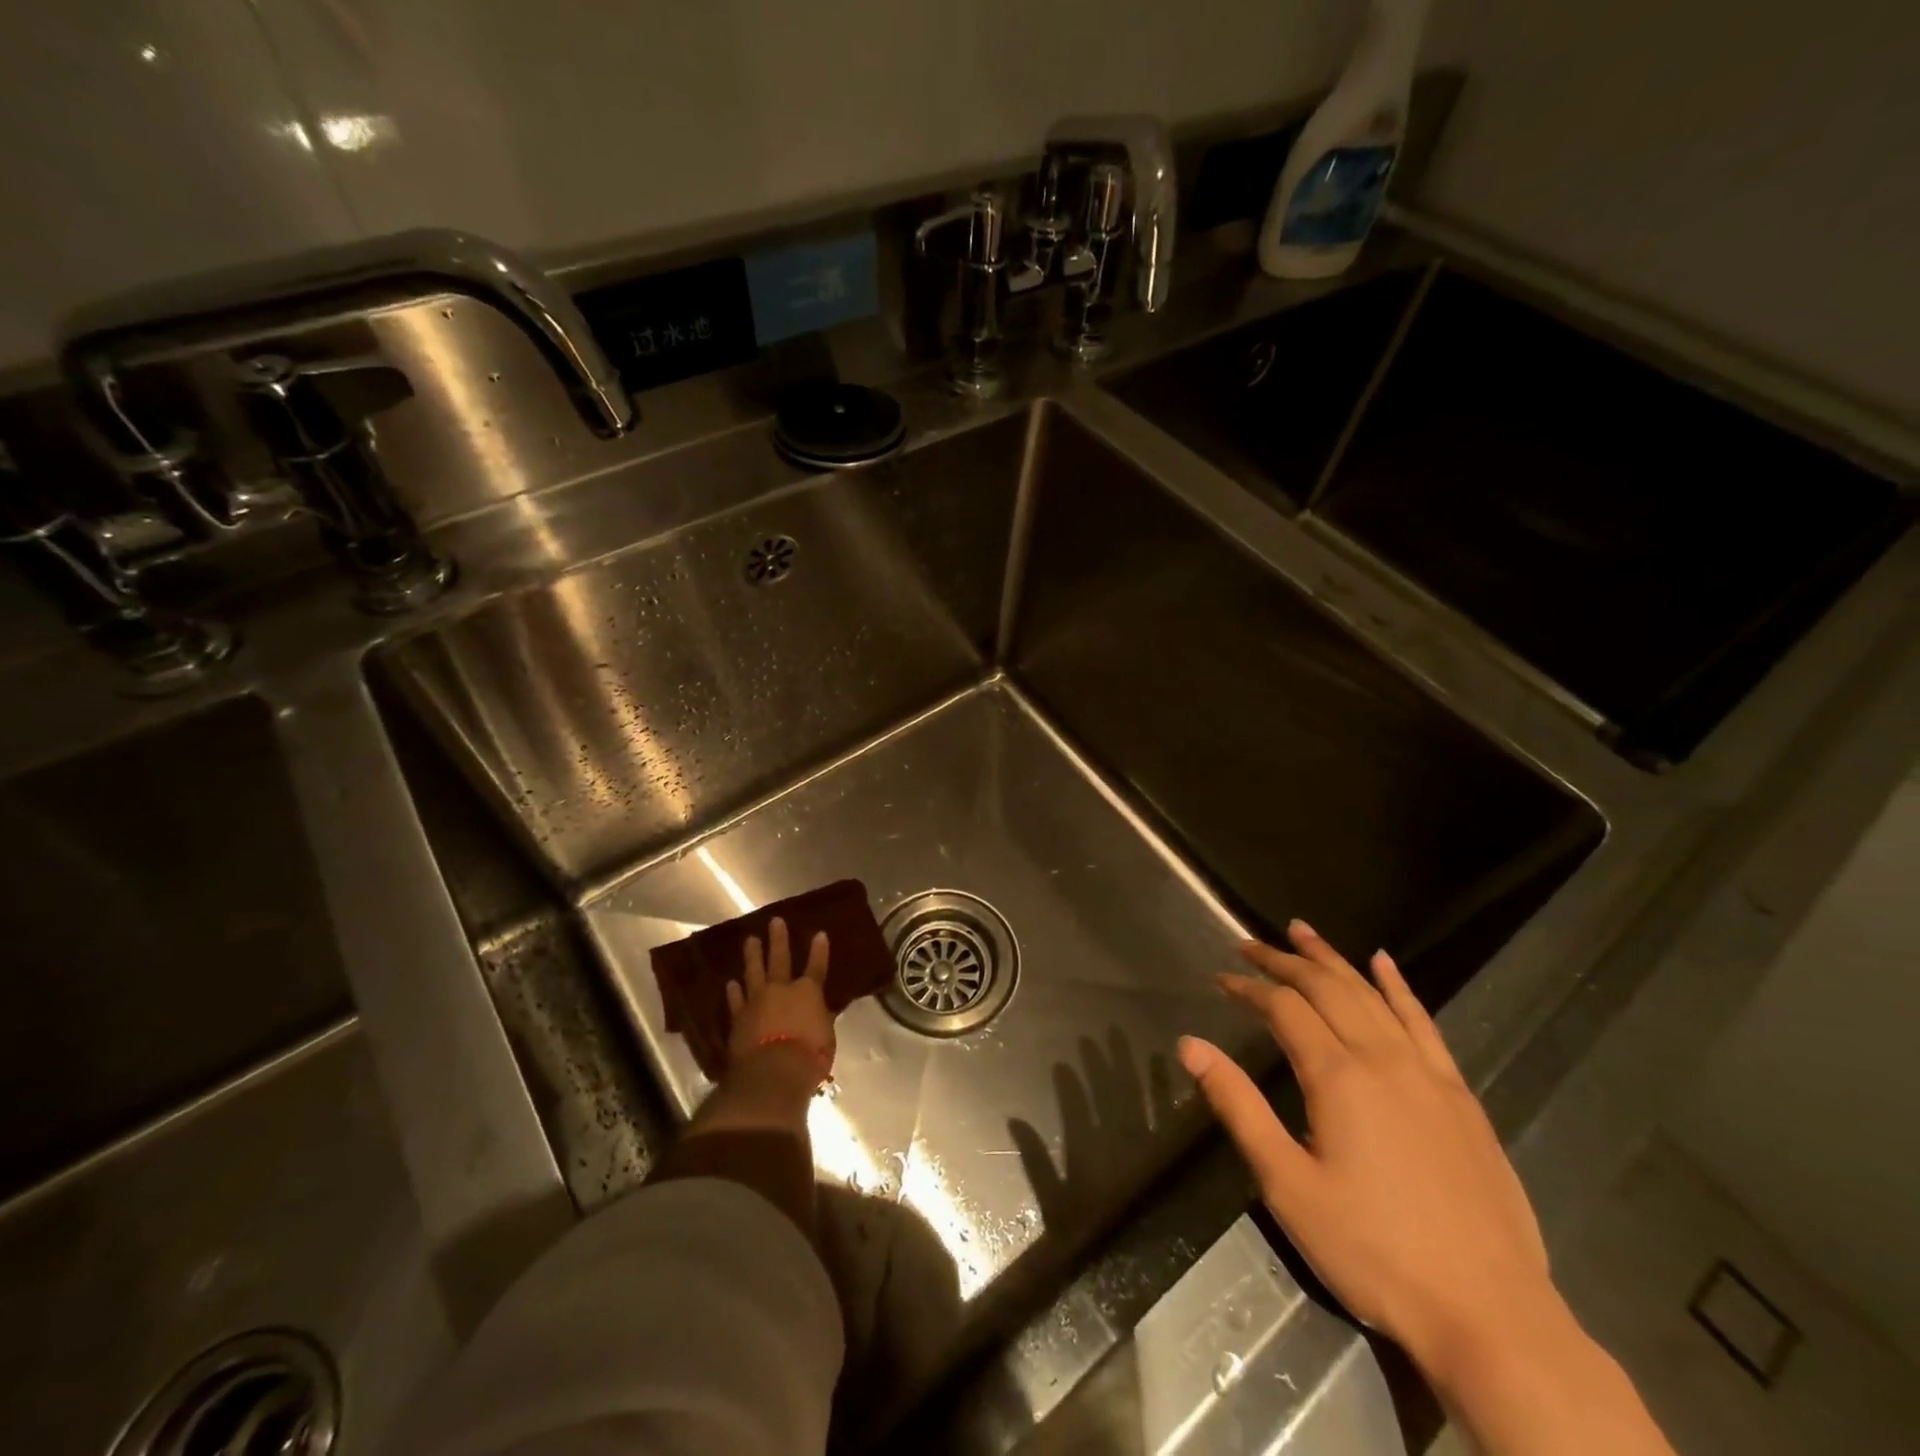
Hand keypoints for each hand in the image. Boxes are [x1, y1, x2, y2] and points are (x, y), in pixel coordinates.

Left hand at [727, 916, 834, 1083]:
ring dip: (753, 956)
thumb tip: (823, 1012)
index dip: (819, 950)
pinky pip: (736, 1001)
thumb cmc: (809, 1056)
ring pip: (754, 972)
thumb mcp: (826, 1038)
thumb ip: (822, 1020)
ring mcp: (757, 1002)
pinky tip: (731, 983)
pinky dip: (734, 992)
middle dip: (779, 939)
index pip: (816, 966)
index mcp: (809, 993)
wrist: (772, 1073)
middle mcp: (782, 990)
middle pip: (780, 959)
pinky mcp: (739, 1018)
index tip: (820, 934)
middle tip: (775, 921)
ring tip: (750, 940)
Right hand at [1178, 921, 1552, 1372]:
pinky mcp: (1460, 1097)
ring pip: (1372, 995)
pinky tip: (1383, 963)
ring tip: (1302, 931)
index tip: (1221, 980)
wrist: (1491, 1316)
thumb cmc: (1373, 1252)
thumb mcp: (1288, 1185)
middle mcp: (1382, 1059)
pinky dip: (1399, 987)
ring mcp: (1427, 1074)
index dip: (1249, 989)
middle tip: (1249, 943)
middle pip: (1326, 988)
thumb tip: (1190, 1045)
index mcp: (1337, 1077)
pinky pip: (1424, 1023)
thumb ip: (1238, 1106)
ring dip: (1332, 959)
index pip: (1284, 1008)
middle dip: (1283, 961)